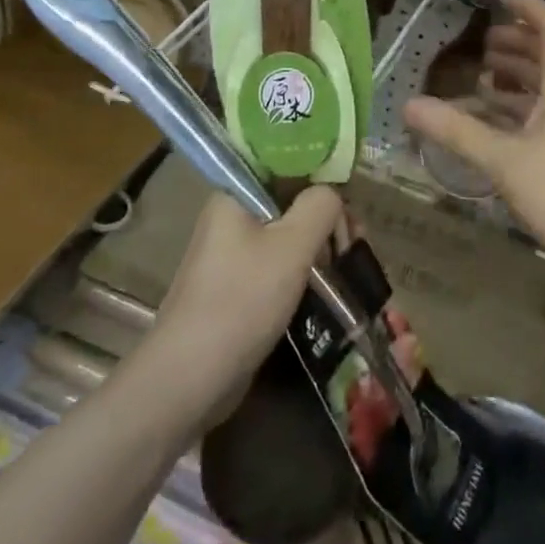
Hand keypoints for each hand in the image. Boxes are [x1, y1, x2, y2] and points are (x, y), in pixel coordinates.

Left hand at [149, 186, 341, 421]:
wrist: (188, 380)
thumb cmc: (242, 300)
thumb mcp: (293, 245)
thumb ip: (321, 206)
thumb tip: (333, 195)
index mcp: (235, 194)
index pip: (285, 163)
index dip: (322, 174)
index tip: (350, 197)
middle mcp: (230, 216)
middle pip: (289, 199)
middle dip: (326, 215)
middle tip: (356, 238)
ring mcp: (231, 254)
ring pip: (286, 233)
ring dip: (318, 243)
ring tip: (348, 261)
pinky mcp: (236, 287)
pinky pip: (277, 262)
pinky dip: (303, 267)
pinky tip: (327, 282)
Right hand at [404, 0, 544, 273]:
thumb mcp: (503, 159)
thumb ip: (456, 130)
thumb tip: (408, 105)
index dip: (528, 6)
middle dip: (517, 42)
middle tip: (482, 41)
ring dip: (517, 76)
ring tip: (483, 77)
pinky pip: (544, 115)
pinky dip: (519, 108)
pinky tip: (494, 121)